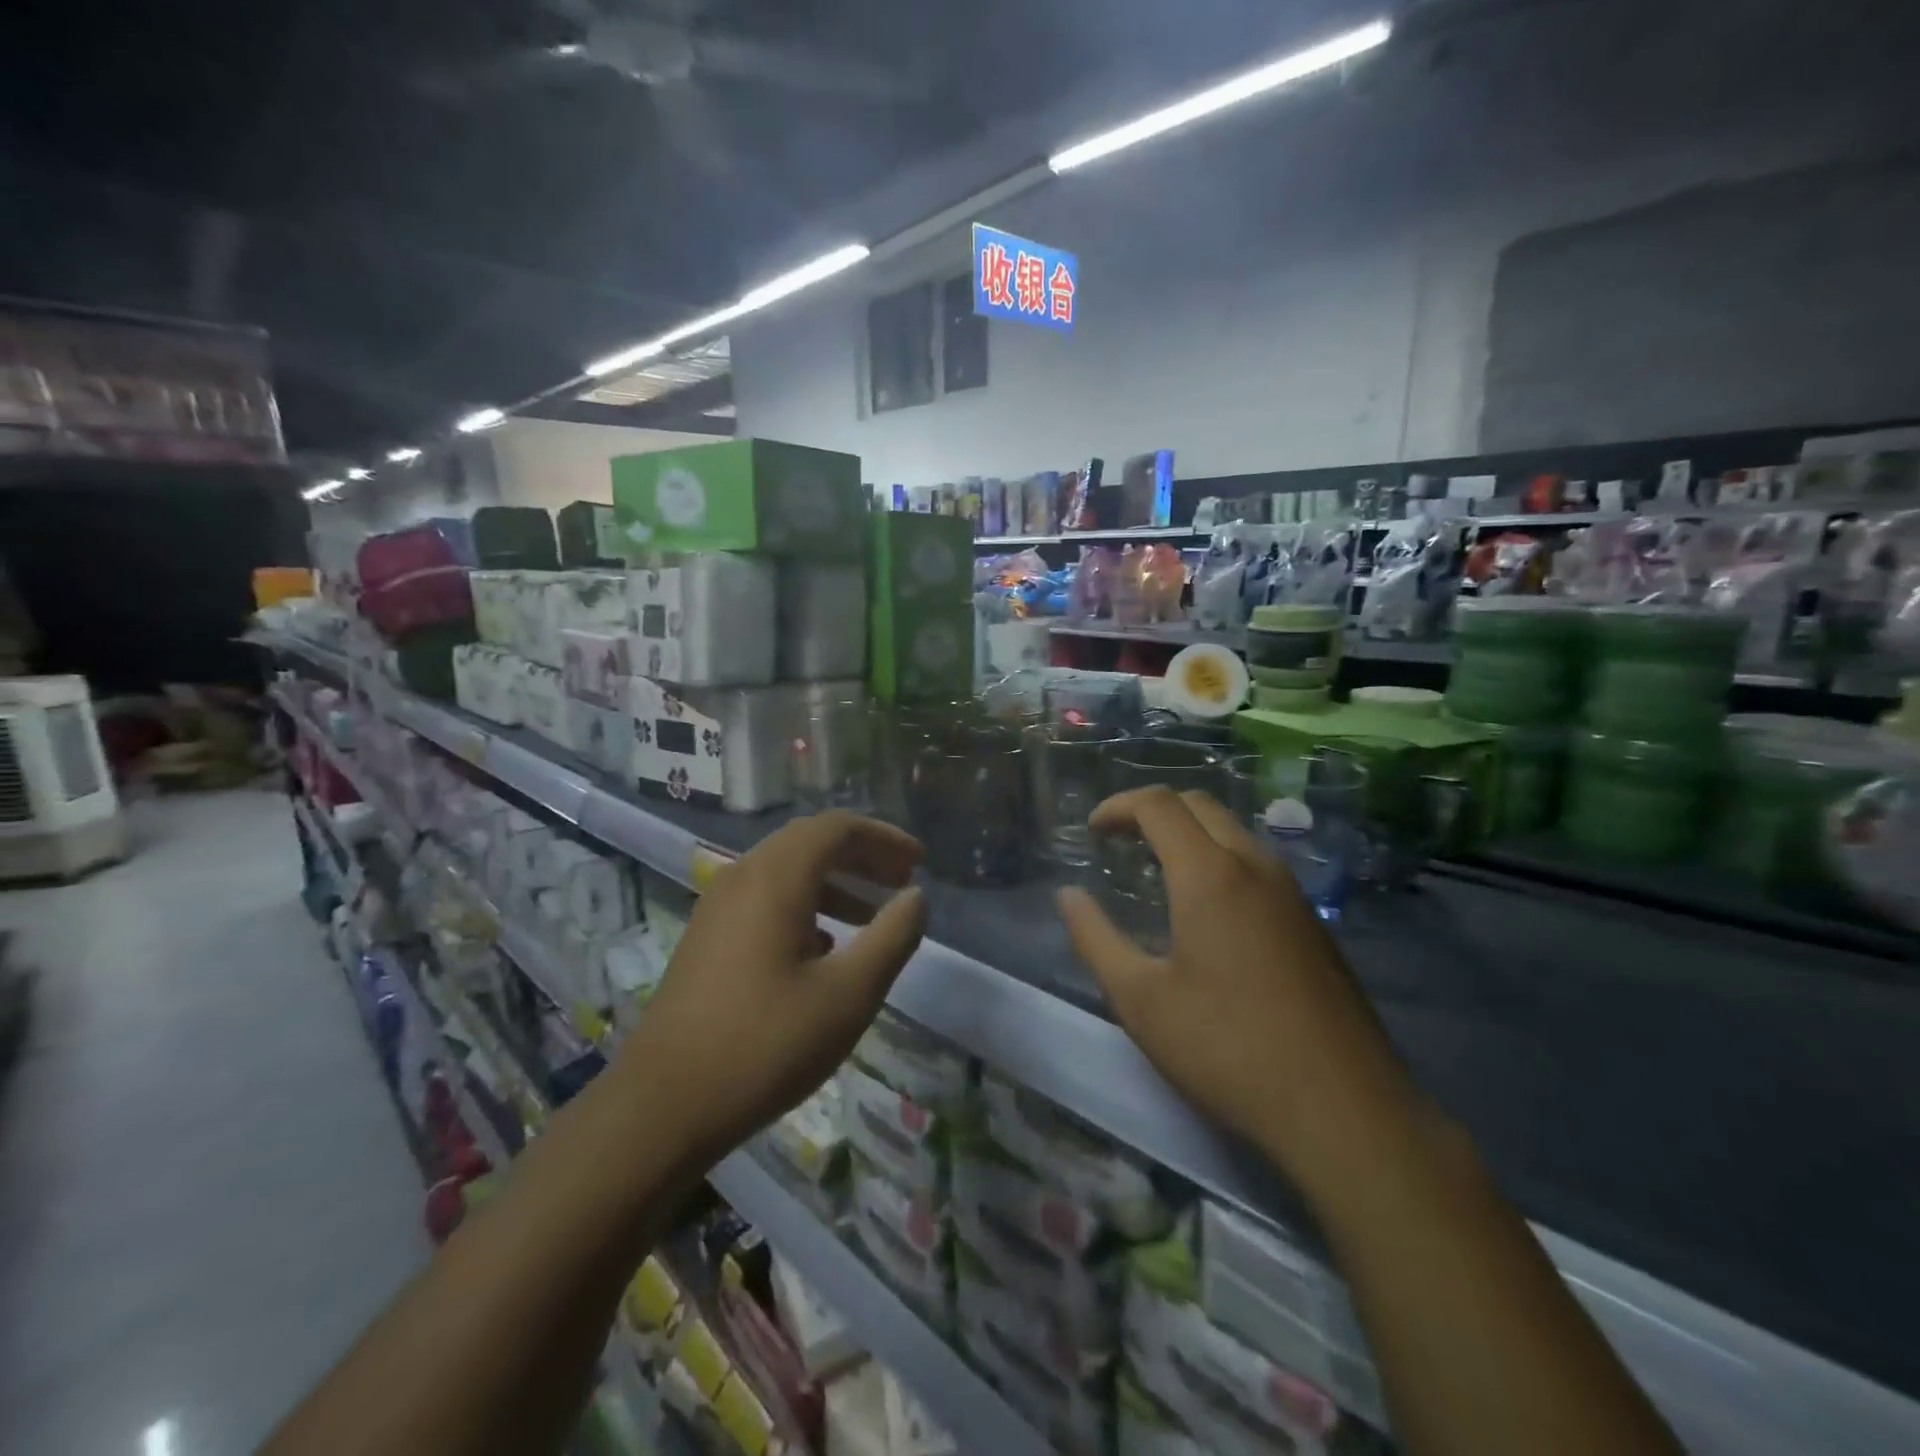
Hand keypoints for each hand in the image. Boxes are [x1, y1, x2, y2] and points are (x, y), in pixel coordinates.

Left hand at [621, 812, 927, 1166]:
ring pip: (786, 870)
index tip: (919, 862)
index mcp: (775, 878)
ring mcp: (717, 907)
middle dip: (861, 854)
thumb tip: (916, 897)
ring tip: (872, 913)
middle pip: (810, 842)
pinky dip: (805, 904)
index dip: (883, 838)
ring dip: (835, 881)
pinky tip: (825, 947)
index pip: (836, 828)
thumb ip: (892, 937)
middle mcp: (742, 877)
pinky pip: (765, 898)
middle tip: (901, 879)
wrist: (663, 1105)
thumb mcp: (848, 995)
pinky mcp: (707, 937)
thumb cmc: (765, 1045)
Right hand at [1056, 787, 1419, 1194]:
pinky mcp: (1312, 921)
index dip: (1118, 806)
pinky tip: (1207, 907)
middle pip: (1200, 805)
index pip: (1159, 804)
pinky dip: (1219, 857)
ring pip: (1234, 830)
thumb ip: (1095, 938)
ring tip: (1157, 869)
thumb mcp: (1140, 999)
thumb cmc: (1226, 1048)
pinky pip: (1257, 862)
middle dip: (1153, 810)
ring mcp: (1291, 892)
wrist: (1342, 1108)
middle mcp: (1254, 866)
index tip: (1092, 832)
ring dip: (1189, 832)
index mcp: (1209, 874)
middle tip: (1119, 841)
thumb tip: (1068, 896)